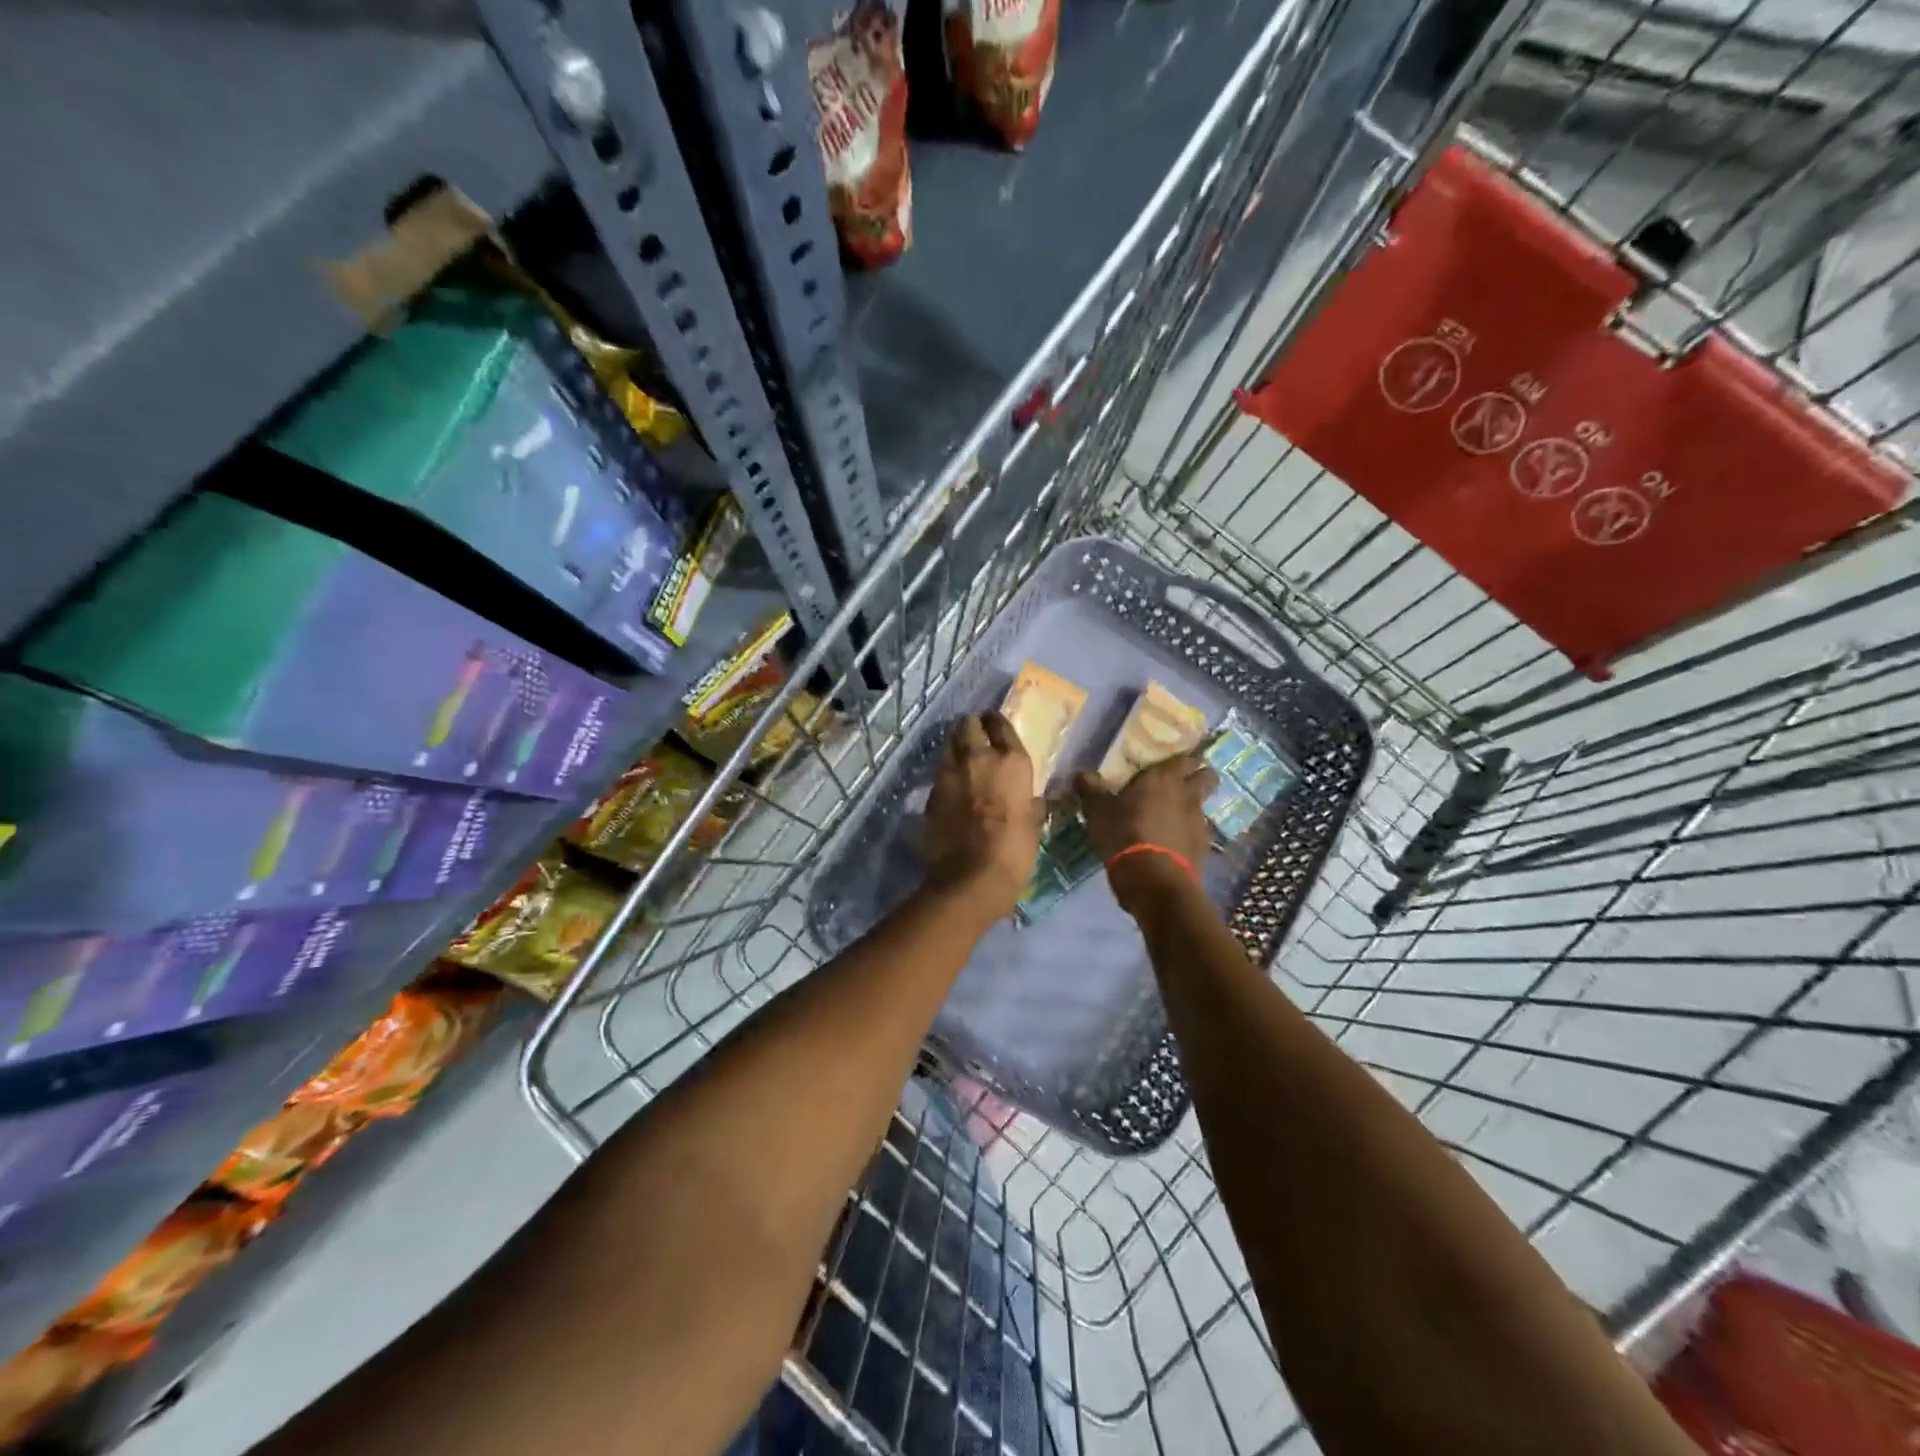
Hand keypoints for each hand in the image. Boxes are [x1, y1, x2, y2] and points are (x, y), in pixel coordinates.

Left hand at [923, 712, 1042, 916]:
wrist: (970, 878)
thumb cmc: (1014, 852)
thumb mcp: (1034, 825)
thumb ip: (1031, 804)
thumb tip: (1032, 799)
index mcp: (1012, 762)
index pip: (1001, 725)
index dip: (997, 722)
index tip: (995, 725)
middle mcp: (979, 757)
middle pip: (969, 724)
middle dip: (972, 727)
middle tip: (977, 737)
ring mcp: (950, 772)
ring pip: (949, 742)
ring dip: (955, 745)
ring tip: (962, 758)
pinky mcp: (931, 791)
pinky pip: (940, 771)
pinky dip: (946, 772)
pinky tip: (952, 786)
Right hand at [1074, 754, 1217, 913]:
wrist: (1152, 879)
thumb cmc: (1123, 833)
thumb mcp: (1098, 811)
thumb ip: (1091, 789)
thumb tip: (1080, 774)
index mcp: (1164, 777)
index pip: (1185, 757)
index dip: (1181, 759)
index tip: (1170, 763)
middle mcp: (1188, 794)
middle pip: (1207, 776)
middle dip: (1199, 777)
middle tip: (1178, 785)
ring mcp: (1200, 821)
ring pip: (1203, 805)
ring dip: (1191, 808)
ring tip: (1171, 819)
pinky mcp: (1204, 847)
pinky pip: (1199, 833)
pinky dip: (1188, 835)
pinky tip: (1172, 844)